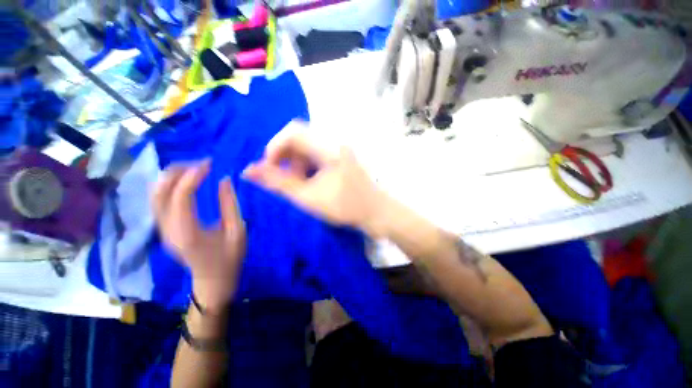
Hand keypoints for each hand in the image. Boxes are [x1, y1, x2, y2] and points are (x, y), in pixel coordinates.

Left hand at [152, 160, 245, 312]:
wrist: (213, 280)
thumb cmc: (229, 257)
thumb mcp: (237, 231)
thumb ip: (230, 204)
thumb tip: (224, 179)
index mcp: (188, 232)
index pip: (181, 197)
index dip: (193, 176)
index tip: (210, 164)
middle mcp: (168, 230)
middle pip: (159, 192)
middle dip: (178, 171)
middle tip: (201, 163)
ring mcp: (162, 230)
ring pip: (155, 195)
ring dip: (171, 177)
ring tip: (193, 168)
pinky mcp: (164, 228)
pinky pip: (158, 201)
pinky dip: (169, 185)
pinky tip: (184, 180)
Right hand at [242, 122, 389, 237]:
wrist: (376, 213)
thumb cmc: (345, 207)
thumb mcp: (308, 197)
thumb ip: (278, 182)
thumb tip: (249, 170)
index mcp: (329, 148)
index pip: (292, 131)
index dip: (275, 148)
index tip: (270, 169)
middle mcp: (335, 142)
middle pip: (300, 139)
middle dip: (287, 159)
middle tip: (290, 181)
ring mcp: (340, 149)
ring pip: (308, 148)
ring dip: (298, 164)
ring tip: (302, 185)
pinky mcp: (342, 157)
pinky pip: (318, 155)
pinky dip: (309, 167)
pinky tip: (312, 183)